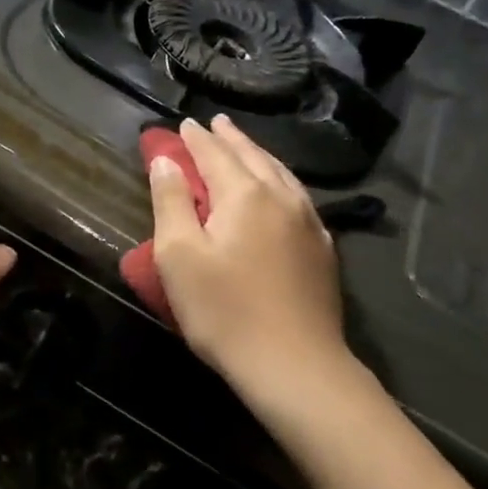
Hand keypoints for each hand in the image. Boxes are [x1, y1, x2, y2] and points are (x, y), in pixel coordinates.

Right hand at [148, 116, 353, 414]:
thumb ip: (171, 202)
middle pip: (252, 157)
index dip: (196, 139)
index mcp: (244, 195)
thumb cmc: (224, 311)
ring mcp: (308, 223)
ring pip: (281, 174)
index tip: (183, 124)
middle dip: (230, 139)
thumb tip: (165, 161)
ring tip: (245, 147)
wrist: (294, 365)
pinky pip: (298, 197)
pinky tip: (281, 190)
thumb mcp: (179, 256)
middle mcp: (281, 198)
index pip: (215, 154)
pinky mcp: (322, 250)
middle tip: (215, 123)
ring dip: (258, 155)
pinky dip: (281, 181)